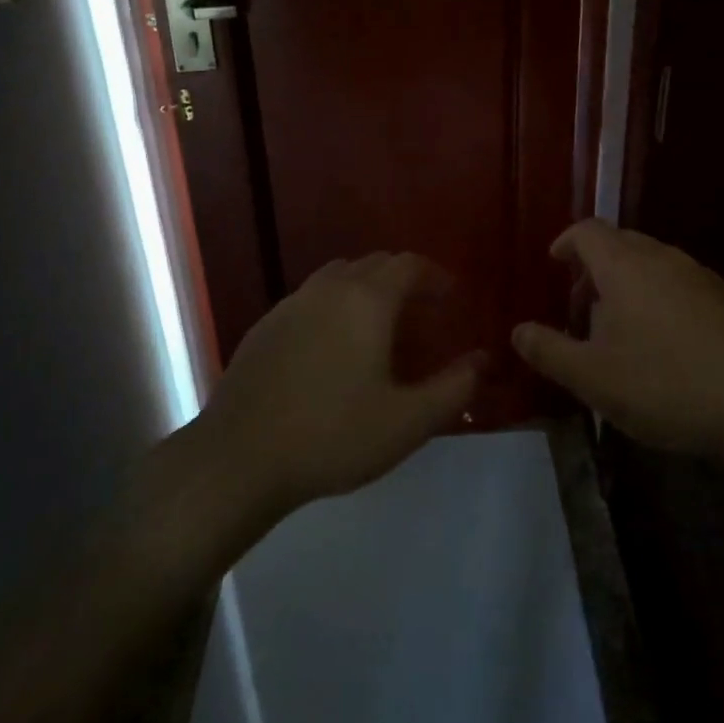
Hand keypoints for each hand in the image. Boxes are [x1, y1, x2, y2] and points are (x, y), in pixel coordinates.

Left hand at [202, 253, 483, 512]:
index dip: (435, 276)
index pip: (408, 264)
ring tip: (380, 325)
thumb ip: (454, 387)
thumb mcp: (408, 421)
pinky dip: (333, 306)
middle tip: (423, 312)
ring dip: (366, 289)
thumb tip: (484, 360)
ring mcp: (290, 304)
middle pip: (373, 264)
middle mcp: (327, 289)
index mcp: (366, 300)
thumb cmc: (333, 436)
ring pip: (338, 277)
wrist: (240, 458)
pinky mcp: (264, 326)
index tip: (452, 296)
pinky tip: (333, 347)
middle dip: (404, 279)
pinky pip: (310, 299)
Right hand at [511, 220, 723, 464]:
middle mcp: (664, 257)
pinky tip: (666, 345)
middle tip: (581, 305)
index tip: (554, 263)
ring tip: (620, 330)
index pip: (588, 231)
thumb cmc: (665, 384)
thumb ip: (549, 351)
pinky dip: (660, 299)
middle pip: (621, 243)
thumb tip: (517, 331)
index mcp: (625, 266)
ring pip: (654, 264)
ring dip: (628, 285)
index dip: (566, 241)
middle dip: (595, 267)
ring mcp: (702, 276)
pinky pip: (681, 285)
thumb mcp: (593, 377)